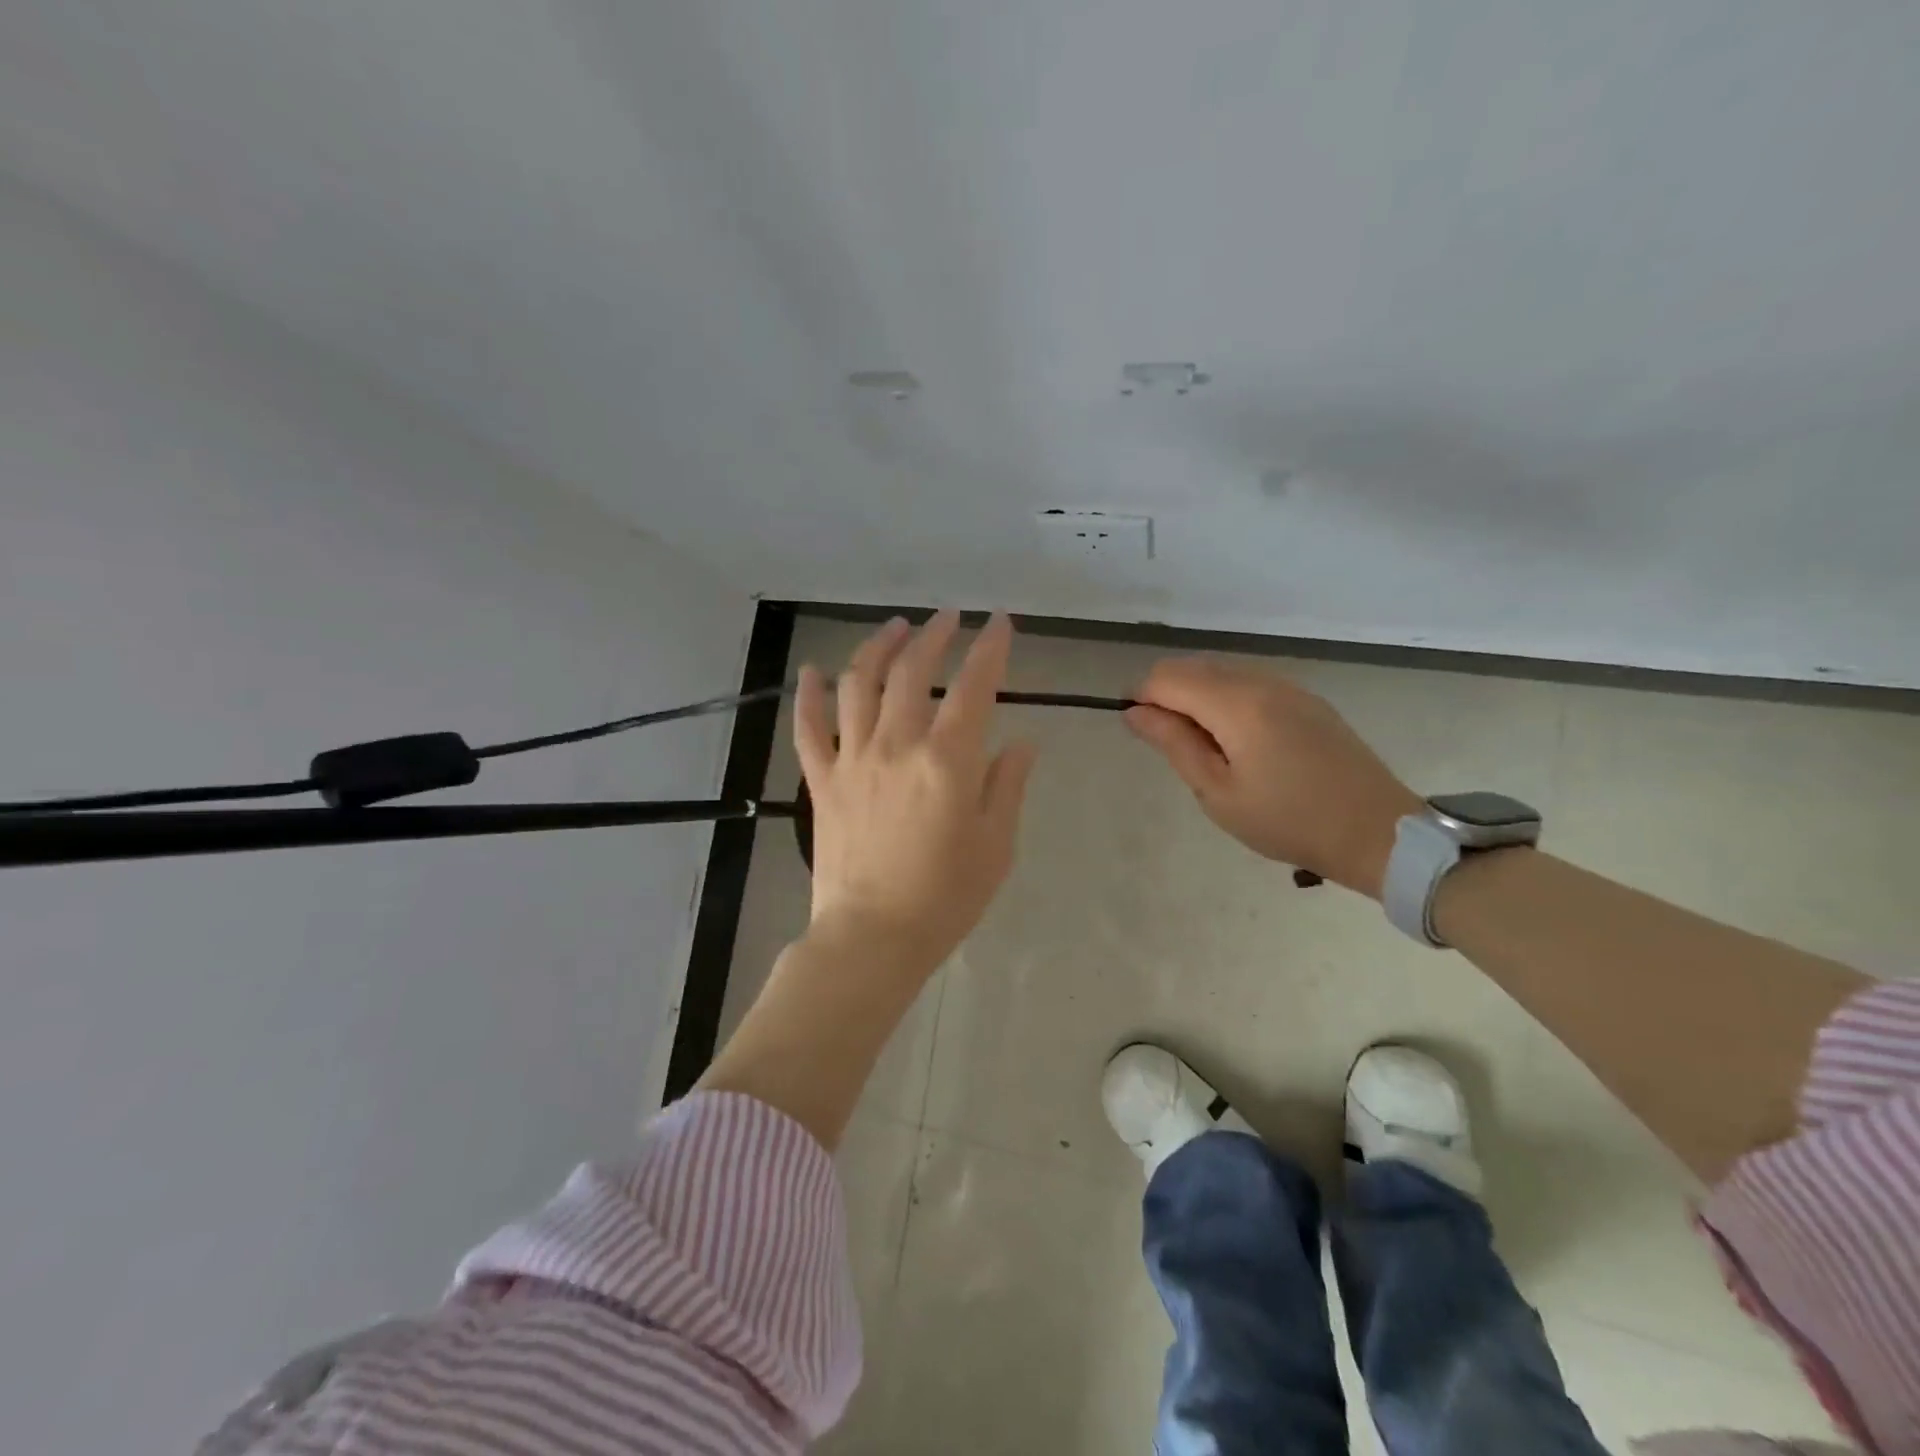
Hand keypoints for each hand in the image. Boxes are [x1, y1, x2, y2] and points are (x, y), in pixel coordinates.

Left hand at [795, 611, 1036, 975]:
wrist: (872, 936)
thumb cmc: (944, 897)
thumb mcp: (996, 845)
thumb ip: (1007, 786)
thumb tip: (1021, 742)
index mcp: (947, 761)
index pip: (974, 686)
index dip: (990, 648)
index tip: (999, 623)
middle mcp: (896, 746)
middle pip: (912, 672)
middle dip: (934, 635)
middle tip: (948, 618)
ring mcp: (852, 760)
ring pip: (858, 684)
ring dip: (877, 647)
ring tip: (895, 628)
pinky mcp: (821, 781)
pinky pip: (808, 727)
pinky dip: (808, 694)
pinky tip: (813, 671)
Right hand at [1124, 657, 1419, 897]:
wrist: (1376, 832)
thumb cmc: (1288, 821)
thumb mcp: (1217, 792)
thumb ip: (1173, 743)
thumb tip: (1134, 711)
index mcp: (1237, 704)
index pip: (1166, 677)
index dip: (1142, 699)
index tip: (1143, 735)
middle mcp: (1261, 681)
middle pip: (1192, 667)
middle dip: (1168, 697)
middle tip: (1175, 750)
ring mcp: (1288, 686)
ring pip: (1220, 672)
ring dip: (1197, 699)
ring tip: (1208, 751)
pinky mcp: (1306, 699)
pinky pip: (1249, 683)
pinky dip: (1226, 701)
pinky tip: (1240, 743)